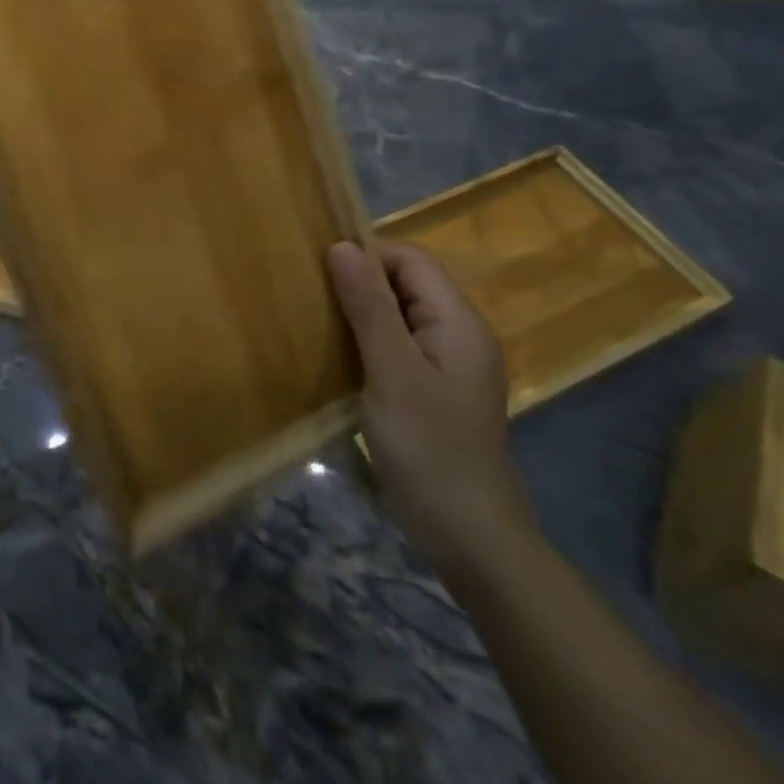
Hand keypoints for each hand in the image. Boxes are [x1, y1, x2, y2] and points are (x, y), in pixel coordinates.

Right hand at [327, 241, 536, 581]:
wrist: (470, 537)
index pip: (410, 259)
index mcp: (458, 321)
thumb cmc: (429, 449)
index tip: (319, 272)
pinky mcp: (437, 388)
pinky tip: (340, 358)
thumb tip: (342, 246)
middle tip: (313, 298)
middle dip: (360, 282)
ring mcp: (450, 363)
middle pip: (407, 283)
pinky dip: (370, 340)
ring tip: (318, 322)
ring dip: (361, 312)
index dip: (366, 255)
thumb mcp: (392, 372)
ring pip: (401, 313)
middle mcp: (460, 333)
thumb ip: (369, 307)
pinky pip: (400, 344)